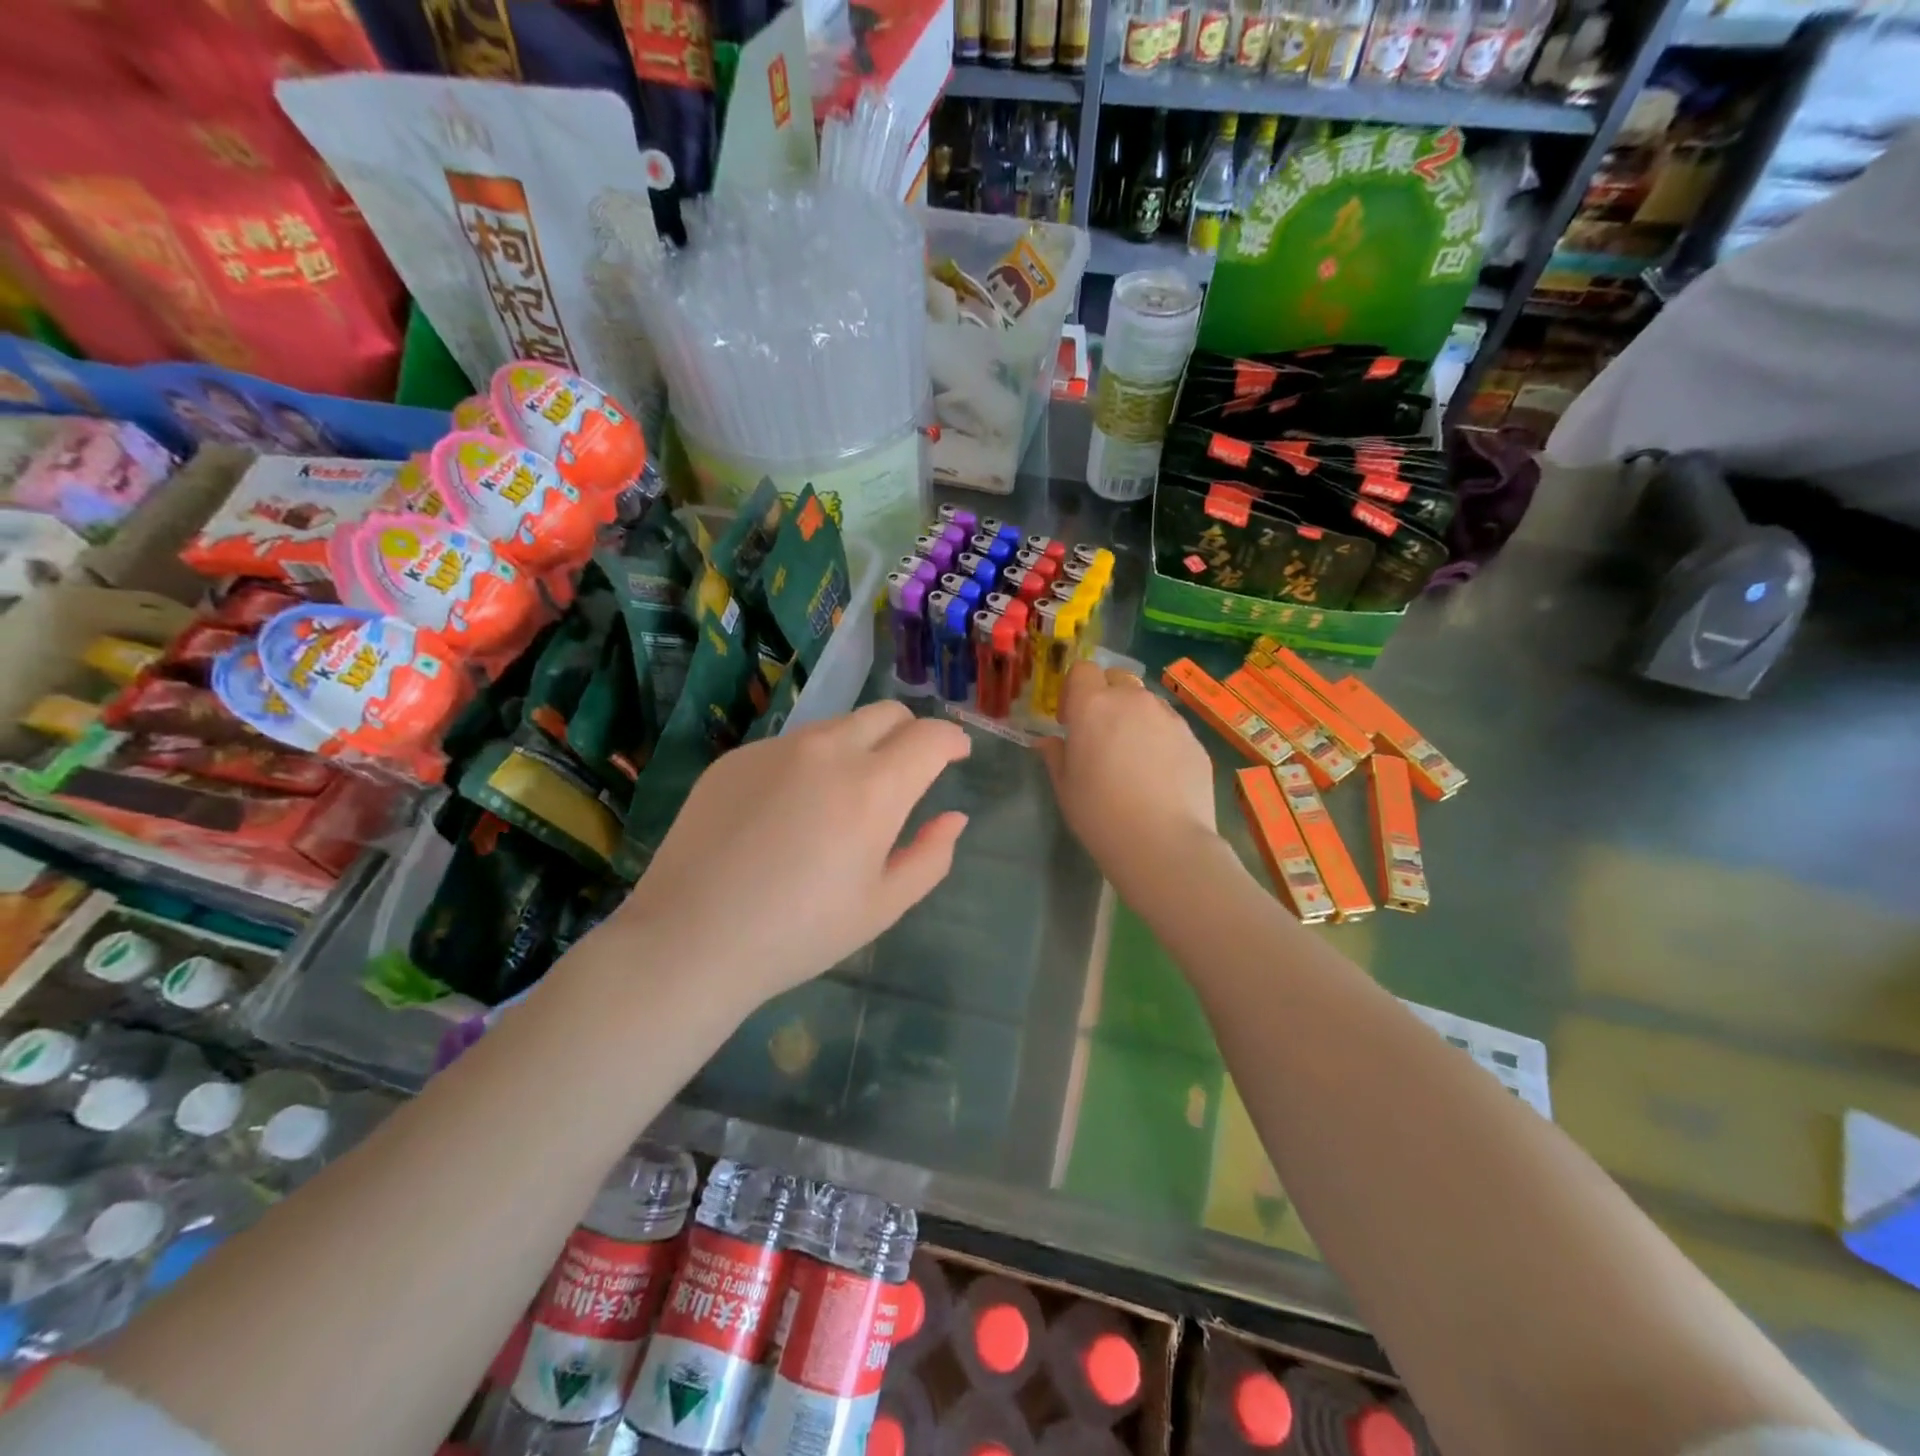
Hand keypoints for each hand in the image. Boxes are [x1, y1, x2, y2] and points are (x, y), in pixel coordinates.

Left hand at [607, 702, 970, 1011]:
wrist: (690, 940)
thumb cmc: (798, 934)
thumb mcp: (882, 906)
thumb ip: (930, 856)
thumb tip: (954, 817)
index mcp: (872, 789)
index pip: (929, 737)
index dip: (952, 740)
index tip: (957, 755)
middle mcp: (827, 751)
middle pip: (886, 713)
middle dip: (910, 733)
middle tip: (908, 771)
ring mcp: (776, 749)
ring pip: (837, 726)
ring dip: (860, 747)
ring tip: (844, 799)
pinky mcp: (736, 758)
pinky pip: (791, 746)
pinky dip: (810, 764)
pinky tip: (787, 813)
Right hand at [1039, 662, 1220, 886]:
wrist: (1164, 843)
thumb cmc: (1100, 814)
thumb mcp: (1065, 788)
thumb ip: (1056, 756)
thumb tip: (1048, 742)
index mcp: (1093, 706)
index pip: (1082, 670)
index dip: (1074, 691)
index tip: (1070, 721)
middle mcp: (1133, 701)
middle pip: (1118, 680)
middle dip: (1107, 697)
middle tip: (1102, 735)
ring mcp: (1169, 718)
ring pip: (1147, 703)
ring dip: (1136, 717)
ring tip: (1134, 758)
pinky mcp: (1195, 739)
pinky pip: (1171, 727)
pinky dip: (1161, 740)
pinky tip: (1160, 776)